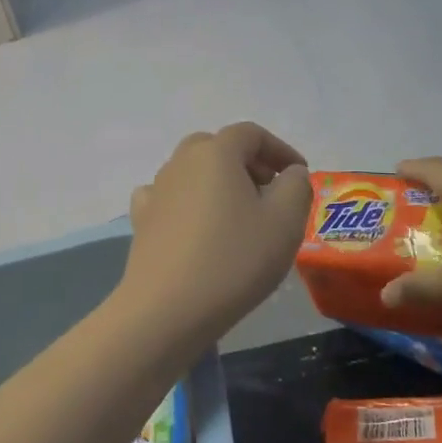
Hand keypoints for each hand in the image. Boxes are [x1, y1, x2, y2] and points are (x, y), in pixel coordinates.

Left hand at [118, 123, 311, 344]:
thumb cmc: (234, 259)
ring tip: (239, 214)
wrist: (167, 309)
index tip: (299, 175)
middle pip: (218, 147)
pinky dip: (188, 201)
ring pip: (193, 171)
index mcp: (216, 152)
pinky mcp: (142, 219)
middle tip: (270, 190)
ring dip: (219, 182)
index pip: (251, 133)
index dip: (280, 149)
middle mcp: (181, 161)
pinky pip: (169, 196)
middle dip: (248, 162)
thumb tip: (290, 172)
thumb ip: (296, 187)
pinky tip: (197, 224)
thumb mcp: (285, 222)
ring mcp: (156, 189)